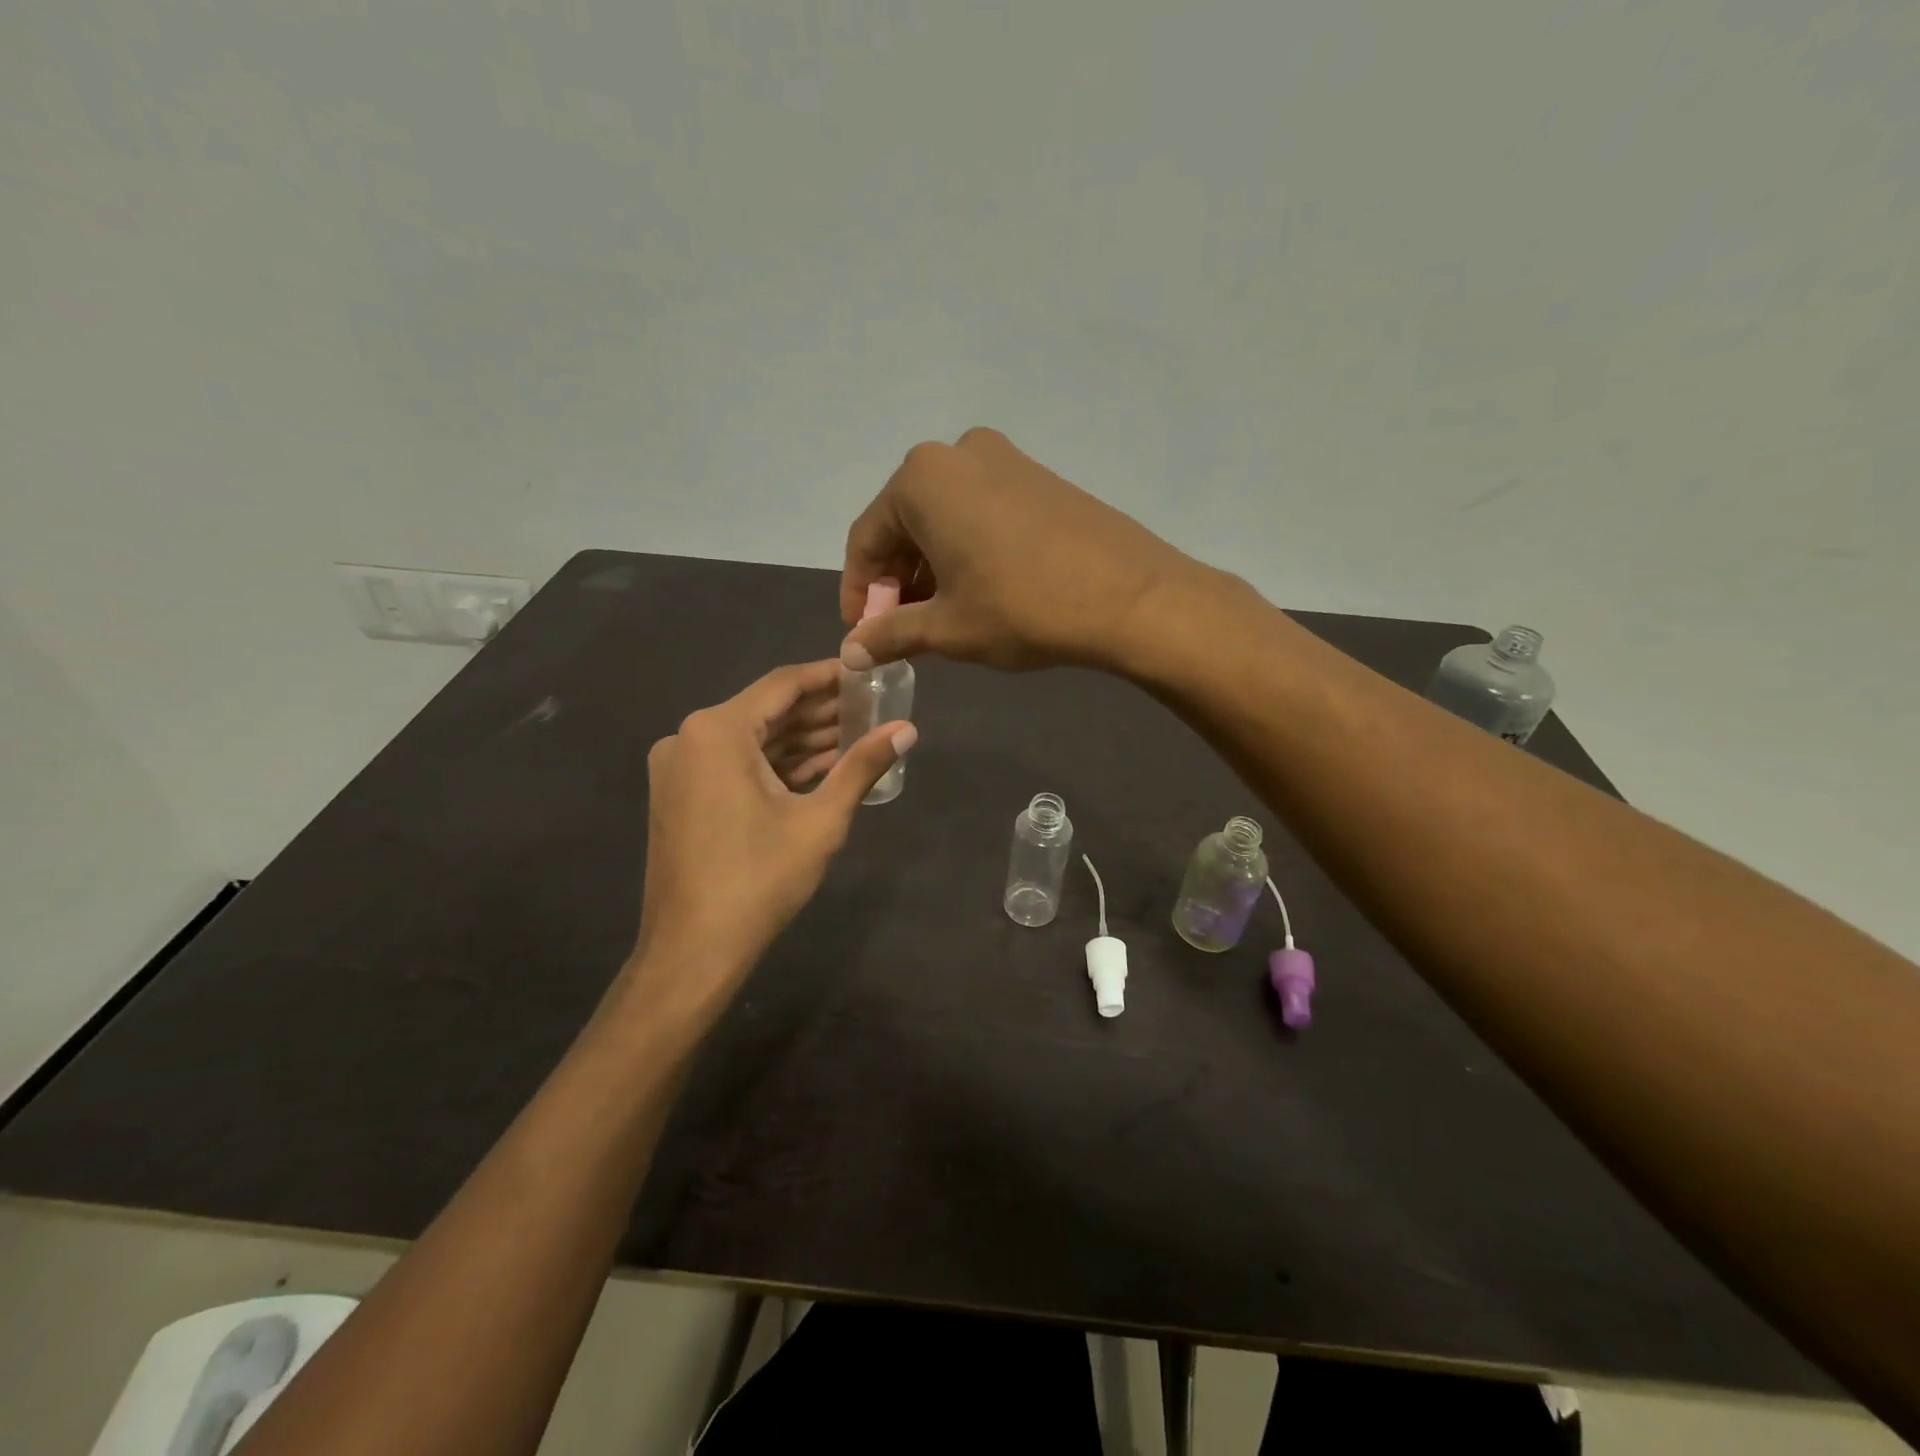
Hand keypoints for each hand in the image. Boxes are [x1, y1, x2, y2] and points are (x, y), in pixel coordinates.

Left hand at [616, 660, 913, 1019]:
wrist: (692, 951)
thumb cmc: (758, 880)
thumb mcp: (820, 820)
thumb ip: (862, 766)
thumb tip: (908, 729)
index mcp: (716, 731)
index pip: (783, 684)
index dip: (830, 676)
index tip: (869, 673)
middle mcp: (689, 738)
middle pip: (766, 711)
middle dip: (820, 712)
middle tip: (872, 707)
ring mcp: (680, 769)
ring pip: (752, 741)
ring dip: (801, 740)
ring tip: (858, 735)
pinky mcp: (682, 796)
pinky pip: (736, 766)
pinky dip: (776, 766)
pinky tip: (821, 767)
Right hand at [839, 427, 1202, 672]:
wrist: (1131, 597)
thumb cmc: (1022, 607)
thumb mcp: (947, 628)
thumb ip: (890, 635)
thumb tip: (850, 653)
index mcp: (921, 479)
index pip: (867, 538)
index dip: (859, 591)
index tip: (861, 634)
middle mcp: (957, 453)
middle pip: (905, 524)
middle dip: (897, 580)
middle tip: (901, 630)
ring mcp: (1005, 459)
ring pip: (945, 518)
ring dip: (931, 568)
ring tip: (940, 617)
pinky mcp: (1039, 477)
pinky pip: (981, 512)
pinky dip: (966, 550)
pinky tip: (979, 590)